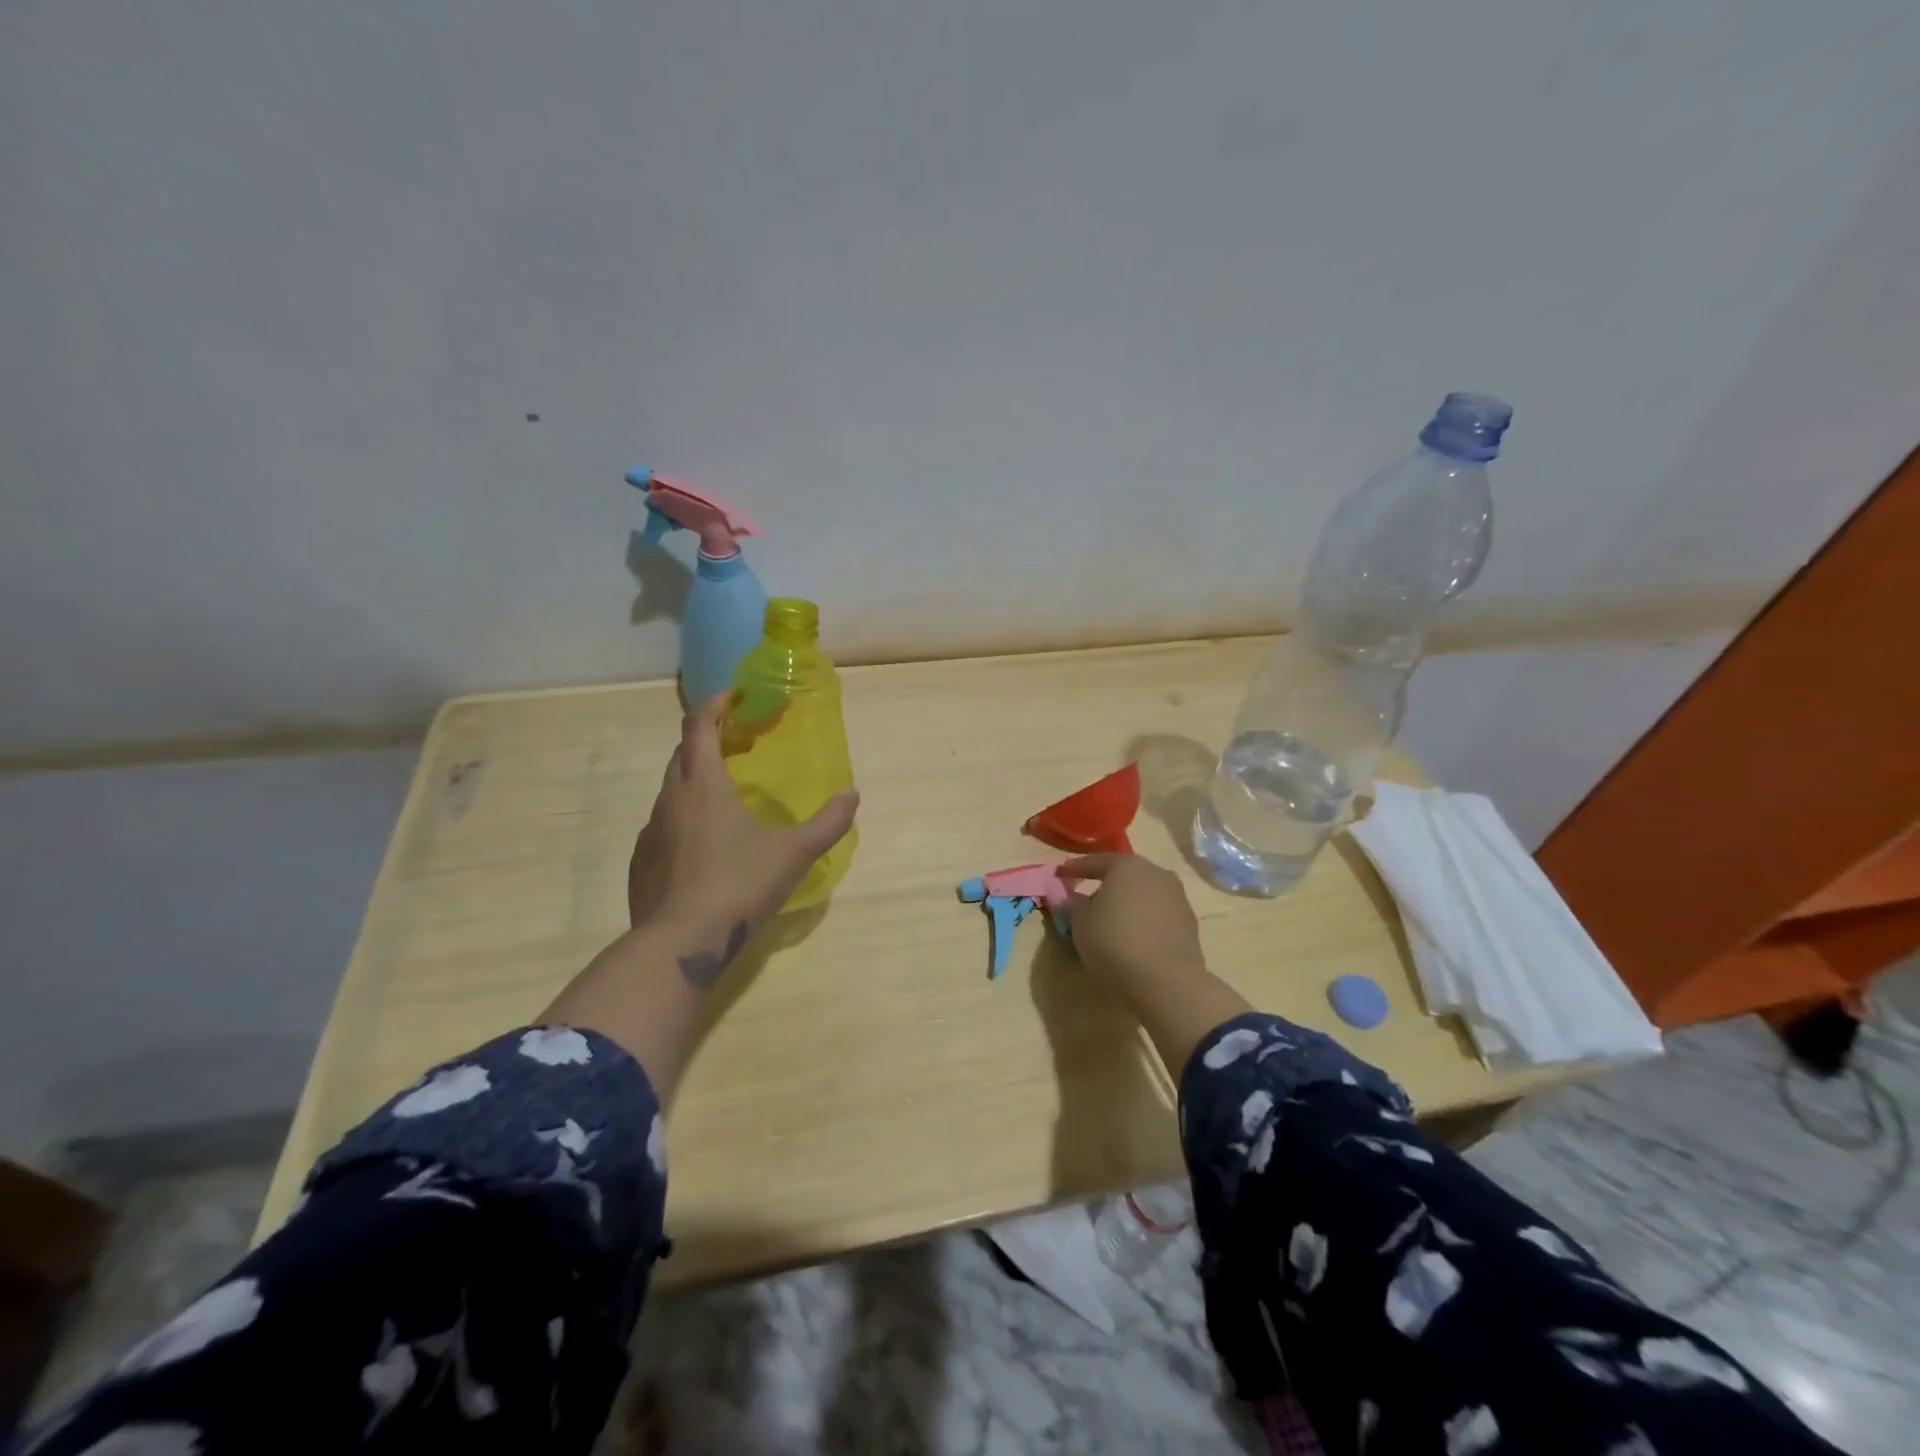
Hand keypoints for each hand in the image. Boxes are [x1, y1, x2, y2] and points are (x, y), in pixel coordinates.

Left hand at [627, 694, 858, 965]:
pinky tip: (704, 847)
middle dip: (706, 740)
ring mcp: (650, 832)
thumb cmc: (738, 886)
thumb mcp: (793, 854)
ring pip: (671, 791)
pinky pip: (663, 826)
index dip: (714, 704)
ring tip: (724, 798)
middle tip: (737, 746)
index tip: (734, 697)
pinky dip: (683, 820)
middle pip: (682, 754)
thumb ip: (828, 824)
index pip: (699, 726)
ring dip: (694, 781)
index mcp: (704, 785)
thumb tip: (852, 796)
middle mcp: (671, 799)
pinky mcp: (641, 863)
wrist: (679, 944)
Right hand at [1059, 853, 1208, 1010]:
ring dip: (1128, 902)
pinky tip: (1134, 936)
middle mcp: (1155, 872)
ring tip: (1112, 921)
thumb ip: (1073, 905)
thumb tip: (1073, 898)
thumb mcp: (1080, 924)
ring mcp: (1177, 896)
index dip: (1076, 869)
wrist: (1168, 982)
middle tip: (1087, 898)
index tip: (1061, 875)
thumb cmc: (1115, 944)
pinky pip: (1158, 912)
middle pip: (1124, 874)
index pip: (1096, 862)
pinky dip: (1144, 918)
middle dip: (1105, 885)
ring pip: (1144, 892)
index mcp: (1126, 865)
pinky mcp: (1189, 921)